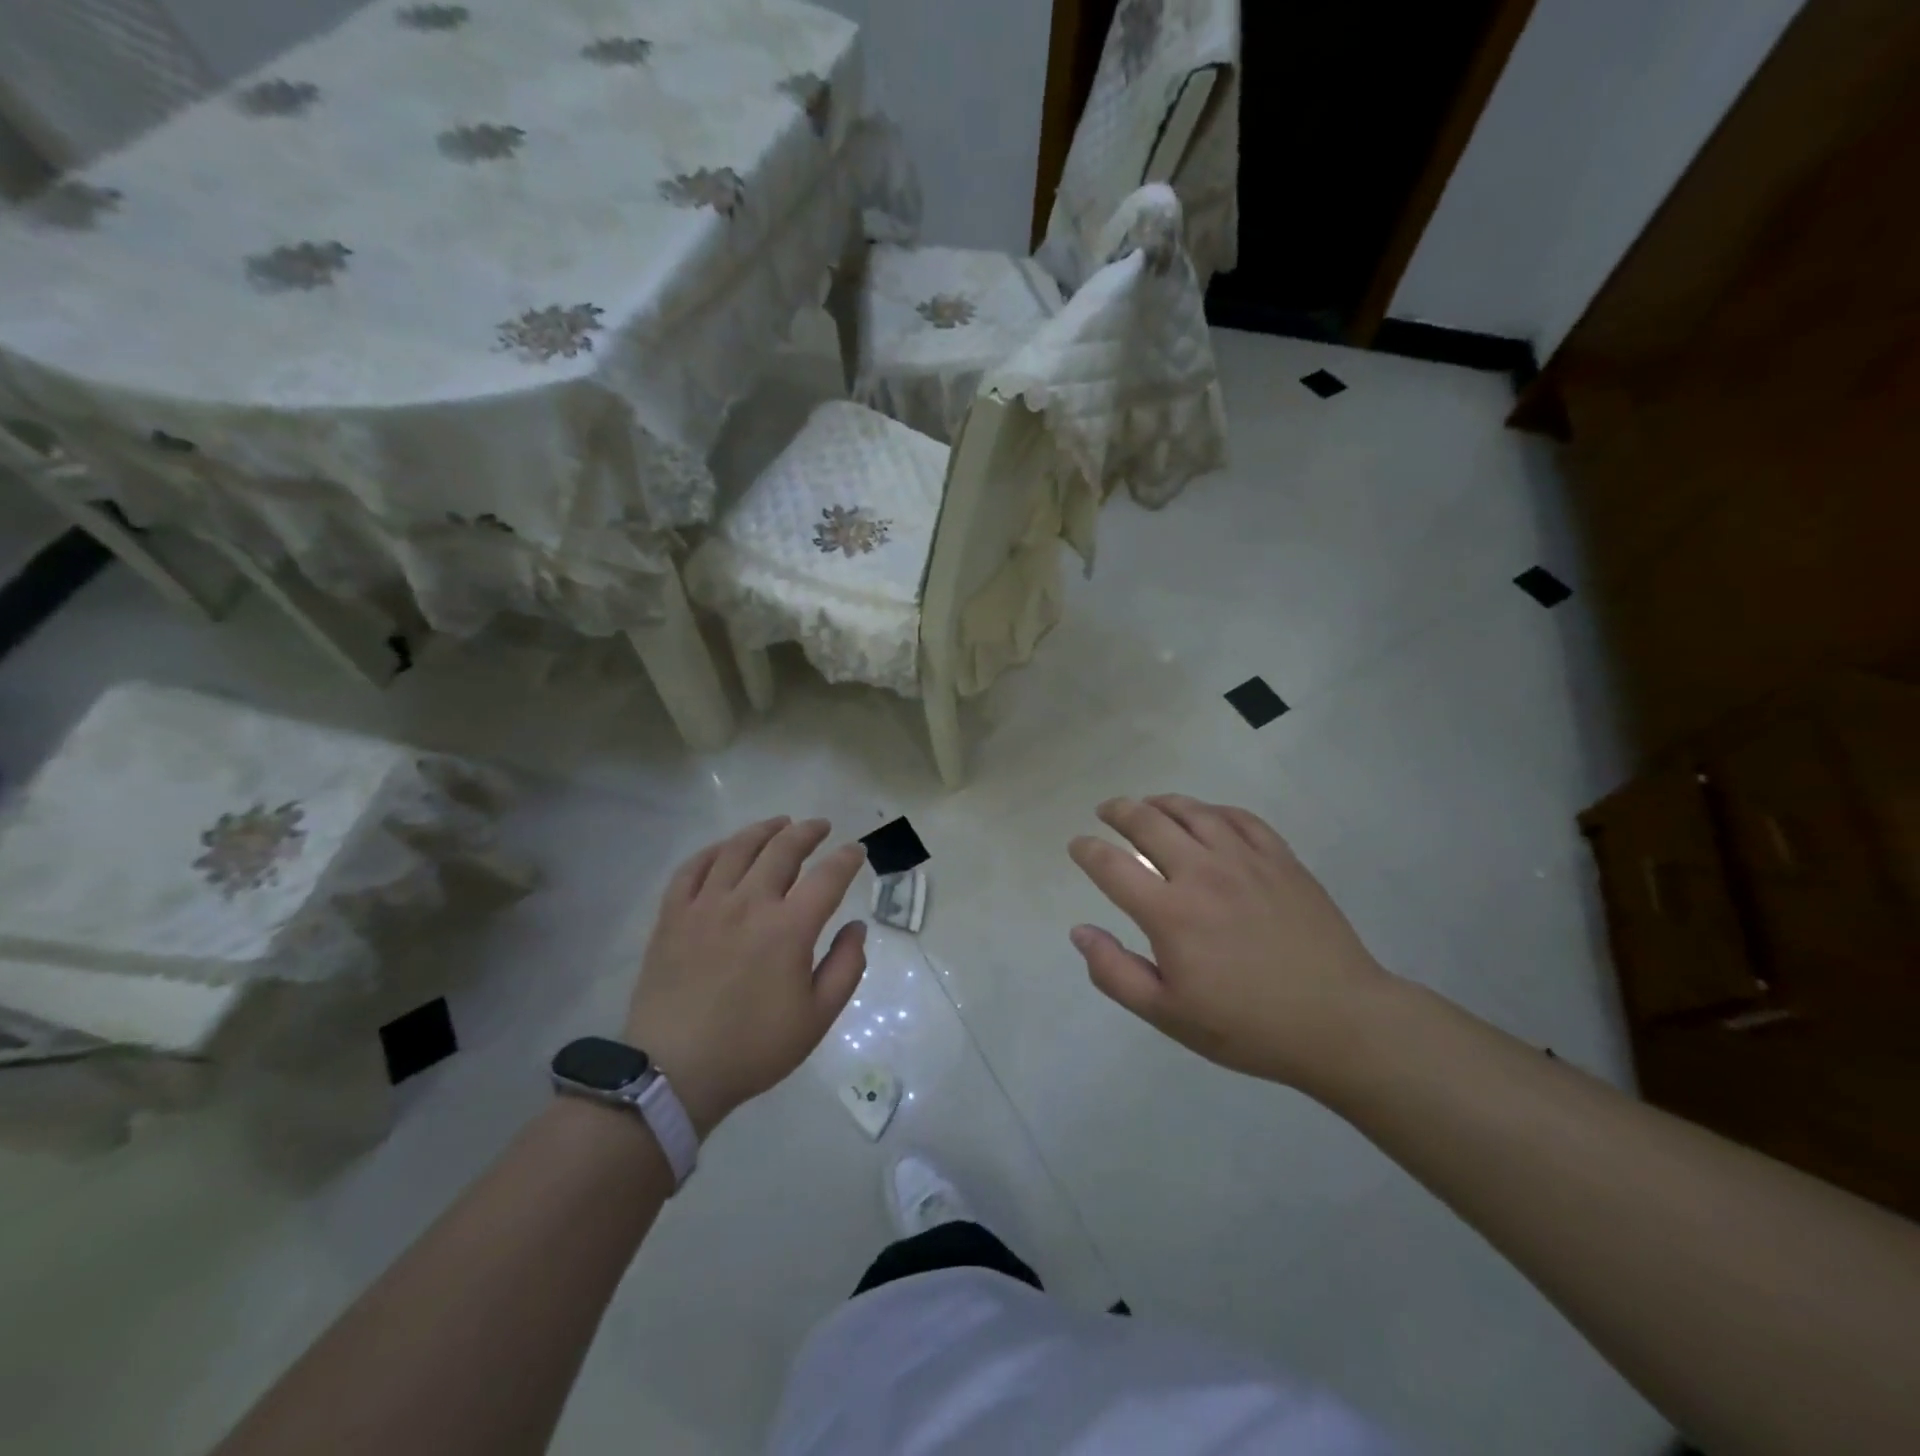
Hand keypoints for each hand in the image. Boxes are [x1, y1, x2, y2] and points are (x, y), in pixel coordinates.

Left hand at [626, 817, 866, 1135]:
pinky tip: (725, 849)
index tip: (856, 851)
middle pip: (782, 850)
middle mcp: (749, 903)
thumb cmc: (753, 1048)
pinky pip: (693, 868)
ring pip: (738, 848)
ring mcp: (706, 905)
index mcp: (789, 928)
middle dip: (807, 832)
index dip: (846, 858)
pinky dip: (713, 851)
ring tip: (779, 824)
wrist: (674, 1072)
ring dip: (764, 830)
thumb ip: (845, 966)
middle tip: (820, 827)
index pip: (828, 877)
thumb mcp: (817, 1018)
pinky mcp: (673, 915)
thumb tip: (856, 927)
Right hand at [1068, 795, 1395, 1089]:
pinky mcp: (1281, 859)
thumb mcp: (1168, 1015)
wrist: (1339, 1021)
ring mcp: (1245, 860)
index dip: (1087, 850)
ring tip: (1148, 804)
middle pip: (1148, 823)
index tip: (1077, 845)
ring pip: (1193, 811)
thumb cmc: (1247, 1025)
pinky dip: (1212, 810)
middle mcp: (1202, 873)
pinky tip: (1206, 816)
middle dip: (1118, 811)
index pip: (1112, 866)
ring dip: (1161, 802)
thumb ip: (1115, 973)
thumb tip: (1080, 932)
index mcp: (1170, 912)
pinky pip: (1240, 818)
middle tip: (1106, 811)